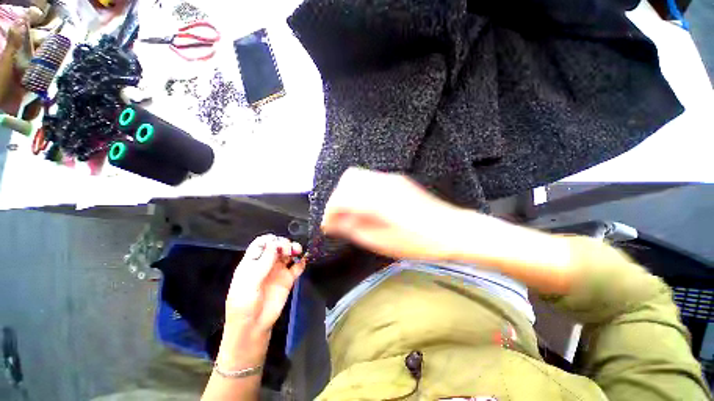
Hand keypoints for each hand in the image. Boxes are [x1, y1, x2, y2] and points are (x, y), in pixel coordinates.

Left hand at [225, 234, 304, 332]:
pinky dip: (302, 262)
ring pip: (288, 254)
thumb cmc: (244, 304)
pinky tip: (304, 261)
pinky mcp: (288, 280)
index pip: (262, 243)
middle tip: (288, 250)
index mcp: (252, 262)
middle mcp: (266, 263)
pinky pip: (297, 267)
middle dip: (284, 243)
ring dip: (294, 249)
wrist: (253, 327)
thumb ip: (263, 262)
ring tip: (298, 252)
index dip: (270, 240)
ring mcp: (278, 271)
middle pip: (277, 246)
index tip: (278, 243)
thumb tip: (275, 243)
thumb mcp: (249, 282)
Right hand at [321, 167, 463, 260]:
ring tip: (351, 213)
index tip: (328, 227)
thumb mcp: (381, 241)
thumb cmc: (416, 242)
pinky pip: (370, 179)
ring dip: (349, 193)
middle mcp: (380, 182)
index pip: (340, 197)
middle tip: (339, 218)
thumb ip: (353, 229)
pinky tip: (367, 206)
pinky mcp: (397, 180)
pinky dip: (361, 190)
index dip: (330, 212)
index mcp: (375, 199)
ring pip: (358, 176)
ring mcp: (390, 178)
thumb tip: (334, 223)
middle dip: (338, 198)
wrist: (450, 230)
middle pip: (347, 180)